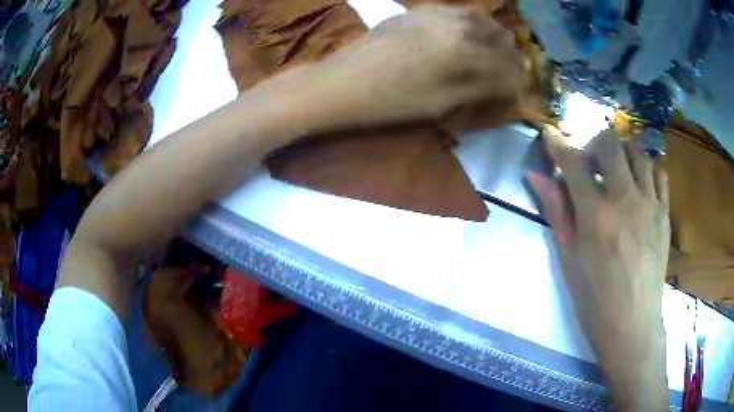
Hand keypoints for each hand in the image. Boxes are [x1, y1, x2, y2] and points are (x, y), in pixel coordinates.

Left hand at [305, 5, 523, 125]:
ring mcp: (435, 13)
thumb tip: (511, 84)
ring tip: (489, 57)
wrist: (343, 82)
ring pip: (480, 20)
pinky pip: (456, 13)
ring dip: (492, 39)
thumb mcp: (442, 103)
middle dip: (509, 57)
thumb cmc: (392, 102)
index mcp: (465, 51)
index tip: (515, 91)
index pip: (508, 65)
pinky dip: (469, 25)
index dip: (516, 81)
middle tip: (504, 75)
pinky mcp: (418, 10)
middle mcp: (455, 24)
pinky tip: (463, 38)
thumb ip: (481, 88)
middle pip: (500, 36)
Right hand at [527, 127, 669, 409]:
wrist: (632, 324)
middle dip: (594, 142)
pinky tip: (639, 183)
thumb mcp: (568, 258)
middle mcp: (625, 200)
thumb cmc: (595, 298)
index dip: (558, 143)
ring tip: (615, 170)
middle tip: (589, 161)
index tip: (550, 133)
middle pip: (610, 144)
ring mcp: (650, 204)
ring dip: (622, 152)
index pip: (574, 163)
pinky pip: (659, 173)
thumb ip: (556, 211)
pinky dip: (647, 168)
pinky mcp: (664, 213)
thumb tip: (536, 177)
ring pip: (638, 152)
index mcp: (596, 216)